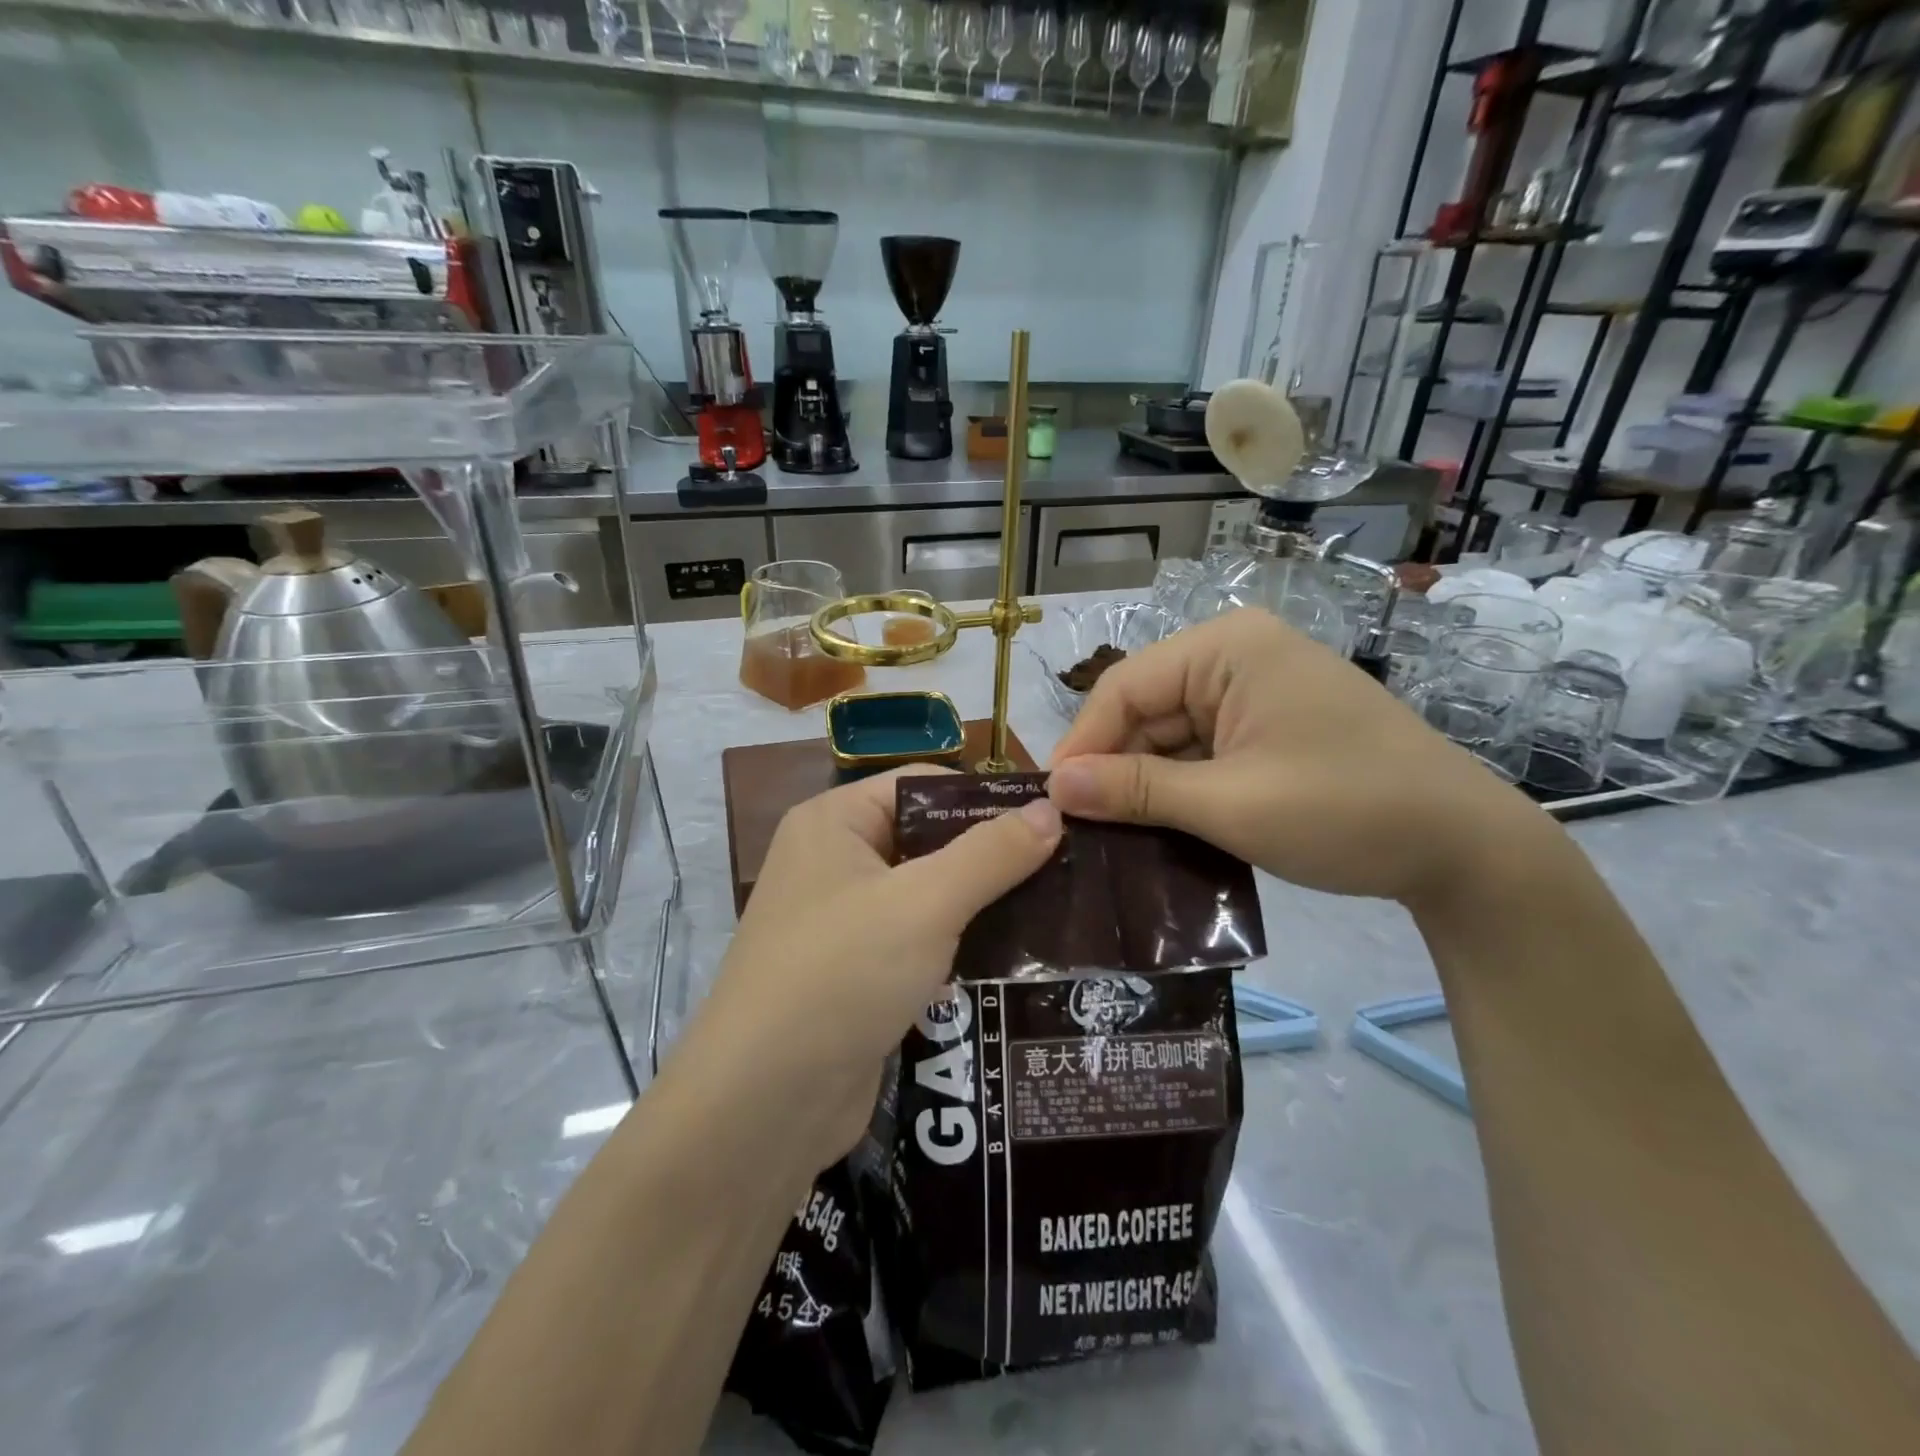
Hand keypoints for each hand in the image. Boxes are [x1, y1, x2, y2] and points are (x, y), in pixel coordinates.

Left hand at [679, 768, 1062, 1171]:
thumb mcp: (926, 904)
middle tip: (1067, 865)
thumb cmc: (843, 974)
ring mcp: (842, 922)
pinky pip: (918, 942)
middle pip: (927, 839)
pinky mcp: (856, 974)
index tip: (1053, 815)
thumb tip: (1052, 810)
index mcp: (835, 822)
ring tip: (1057, 908)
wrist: (763, 1105)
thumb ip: (991, 854)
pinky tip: (1017, 958)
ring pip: (926, 895)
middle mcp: (833, 862)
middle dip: (991, 855)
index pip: (921, 785)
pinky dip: (960, 946)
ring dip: (982, 904)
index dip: (984, 796)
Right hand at [1047, 607, 1551, 907]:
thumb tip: (1054, 788)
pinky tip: (1164, 826)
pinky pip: (1203, 749)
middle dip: (1116, 767)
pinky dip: (1182, 786)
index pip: (1124, 687)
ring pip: (1170, 733)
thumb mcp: (1230, 804)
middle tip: (1083, 830)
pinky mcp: (1269, 724)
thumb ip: (1136, 790)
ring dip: (1147, 783)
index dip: (1083, 743)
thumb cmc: (1345, 811)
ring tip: (1115, 837)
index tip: (1055, 804)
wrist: (1464, 848)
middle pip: (1146, 708)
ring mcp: (1256, 689)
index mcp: (1228, 647)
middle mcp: (1237, 654)